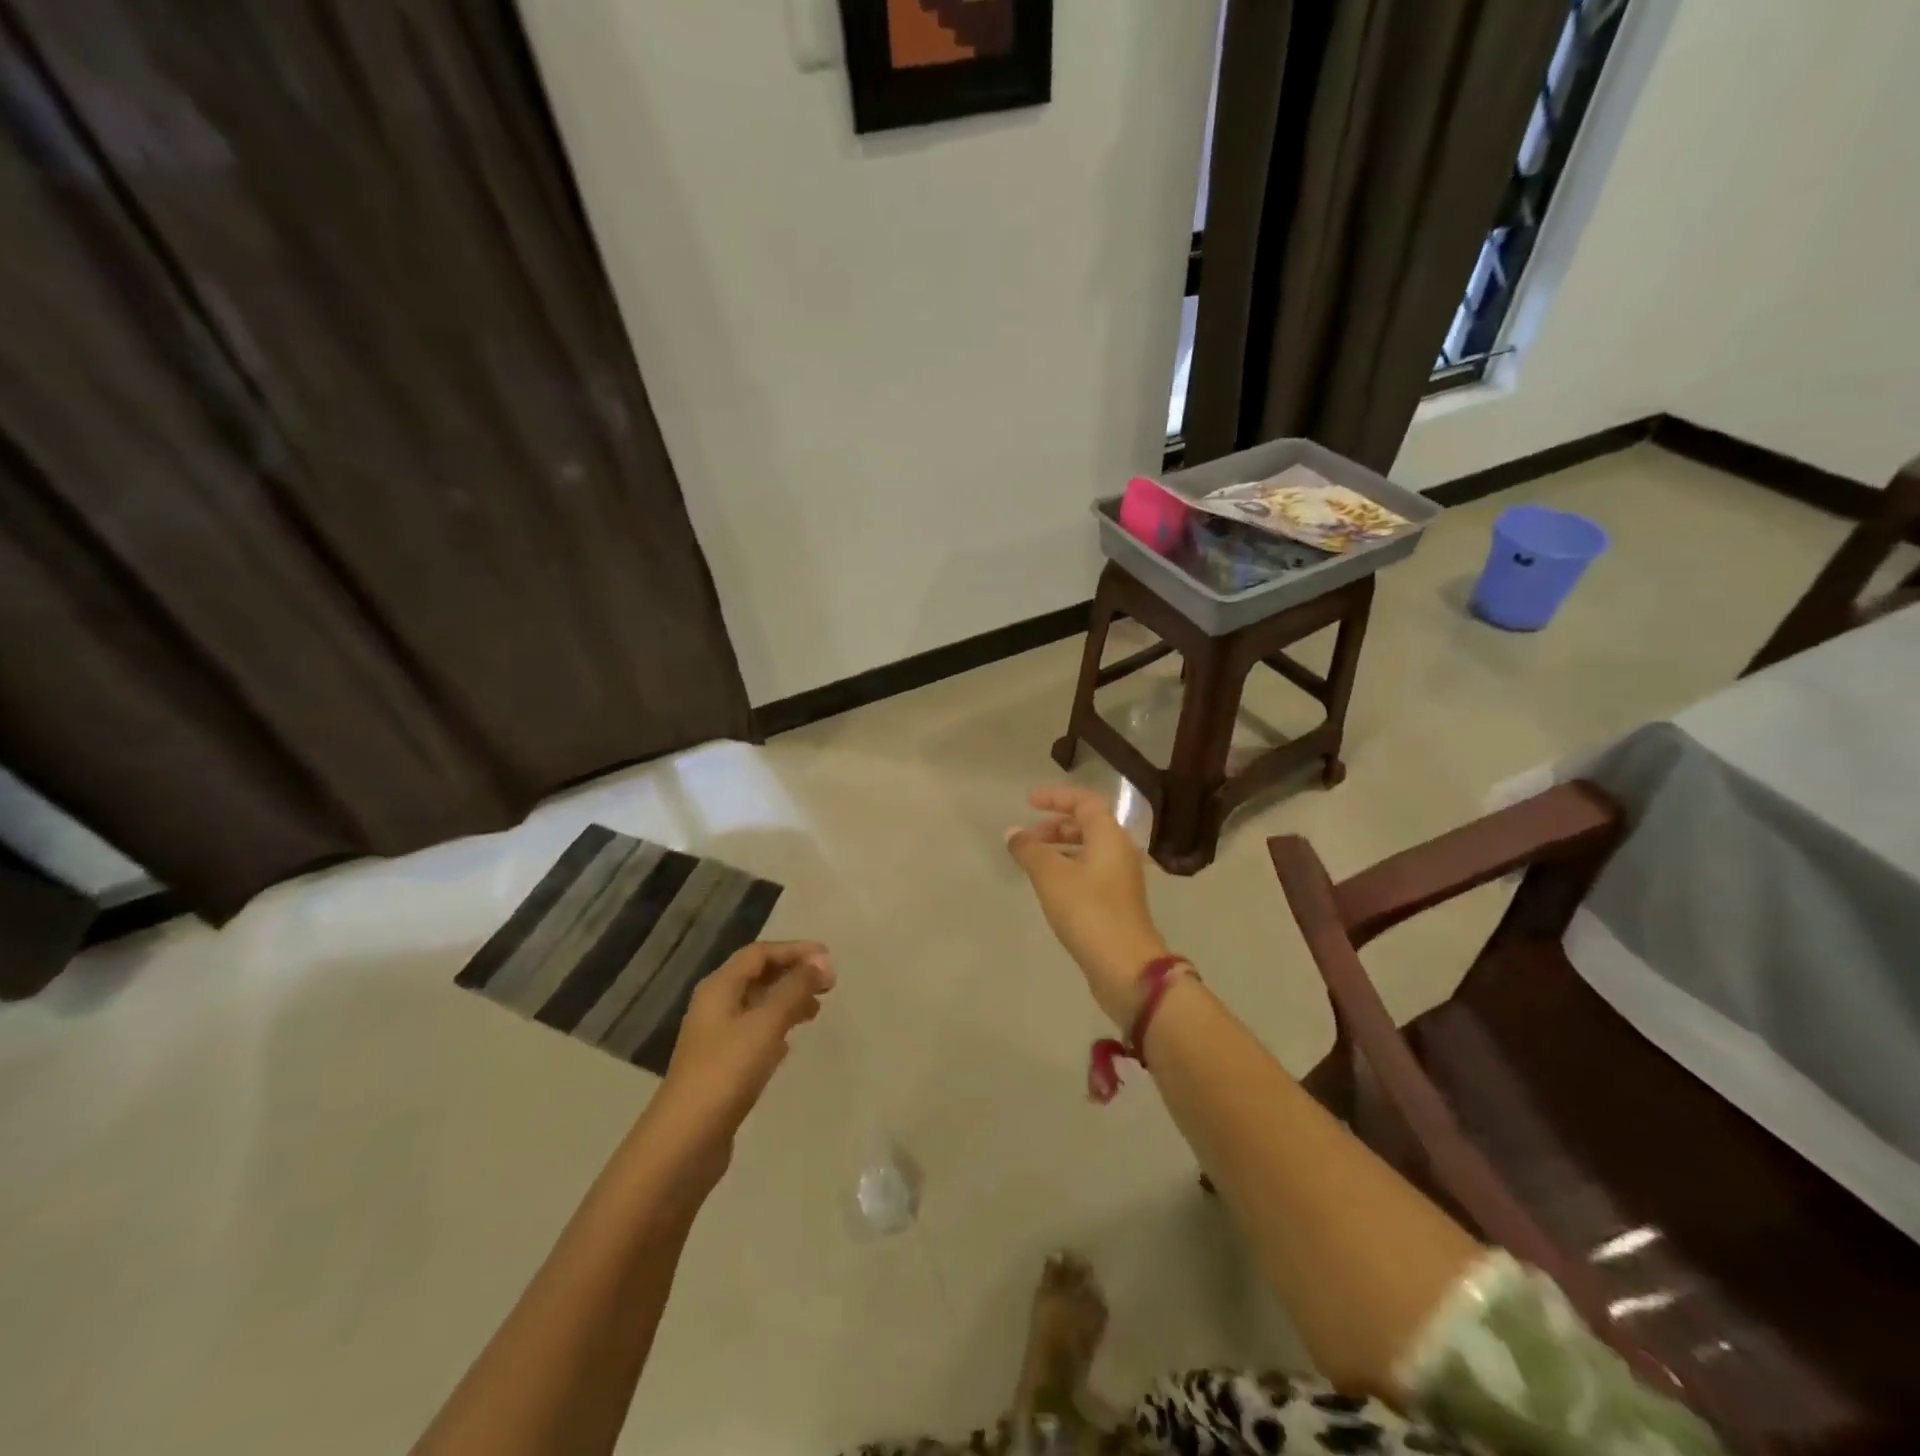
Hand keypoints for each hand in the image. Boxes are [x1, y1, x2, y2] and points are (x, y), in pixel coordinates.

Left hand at [654, 941, 834, 1153]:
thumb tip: (822, 961)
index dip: (794, 950)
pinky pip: (754, 1033)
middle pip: (757, 976)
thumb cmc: (727, 1071)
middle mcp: (715, 1006)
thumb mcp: (766, 1024)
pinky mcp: (721, 1066)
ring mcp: (716, 1038)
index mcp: (719, 988)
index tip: (828, 959)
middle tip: (828, 984)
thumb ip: (795, 989)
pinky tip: (790, 1043)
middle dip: (793, 974)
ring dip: (787, 1001)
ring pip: (757, 1006)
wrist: (685, 1140)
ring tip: (816, 1011)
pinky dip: (776, 1028)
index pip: (759, 953)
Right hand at [1005, 786, 1169, 1027]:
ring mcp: (1122, 877)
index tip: (1028, 802)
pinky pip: (1091, 870)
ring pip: (1089, 849)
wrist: (1125, 966)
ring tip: (1032, 861)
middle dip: (1055, 824)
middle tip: (1027, 837)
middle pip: (1088, 824)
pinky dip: (1069, 867)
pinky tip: (1050, 885)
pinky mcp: (1118, 901)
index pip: (1085, 801)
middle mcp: (1121, 850)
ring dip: (1060, 847)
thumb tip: (1013, 833)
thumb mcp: (1051, 876)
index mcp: (1110, 835)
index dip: (1056, 797)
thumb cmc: (1088, 911)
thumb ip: (1029, 850)